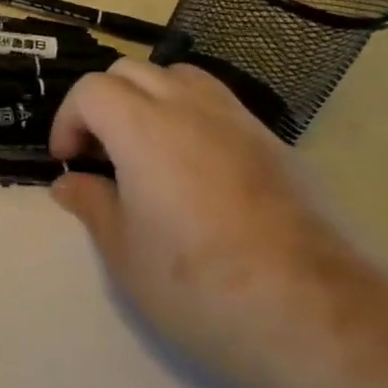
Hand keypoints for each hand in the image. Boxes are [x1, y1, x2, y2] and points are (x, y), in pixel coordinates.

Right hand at [47, 59, 369, 387]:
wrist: (319, 316)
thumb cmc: (202, 285)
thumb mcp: (126, 254)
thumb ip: (92, 205)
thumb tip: (70, 183)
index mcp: (144, 128)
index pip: (91, 89)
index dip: (69, 119)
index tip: (69, 160)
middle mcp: (191, 109)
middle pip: (133, 71)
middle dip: (104, 102)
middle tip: (102, 153)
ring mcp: (240, 122)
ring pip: (181, 77)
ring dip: (150, 98)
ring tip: (148, 149)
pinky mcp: (277, 144)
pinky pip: (221, 106)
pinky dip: (193, 118)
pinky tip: (198, 171)